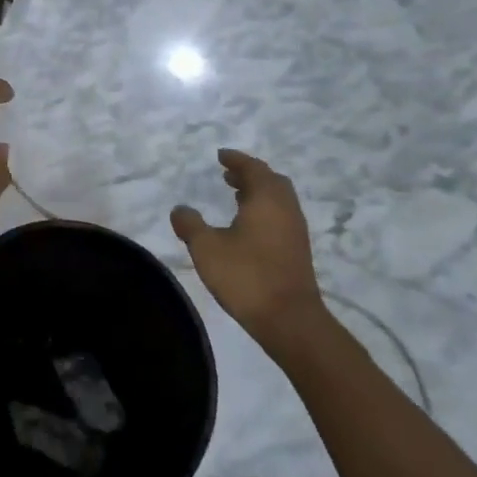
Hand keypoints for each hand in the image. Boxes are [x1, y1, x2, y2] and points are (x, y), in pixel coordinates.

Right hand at [170, 150, 330, 354]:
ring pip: (278, 200)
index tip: (221, 156)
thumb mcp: (206, 248)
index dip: (236, 160)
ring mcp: (295, 231)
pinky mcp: (297, 251)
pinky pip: (281, 217)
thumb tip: (180, 209)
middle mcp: (286, 209)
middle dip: (250, 174)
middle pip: (271, 181)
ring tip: (235, 195)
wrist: (290, 320)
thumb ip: (190, 225)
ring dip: (258, 193)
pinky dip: (264, 210)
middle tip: (228, 175)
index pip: (253, 168)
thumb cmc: (247, 276)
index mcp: (267, 199)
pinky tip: (247, 226)